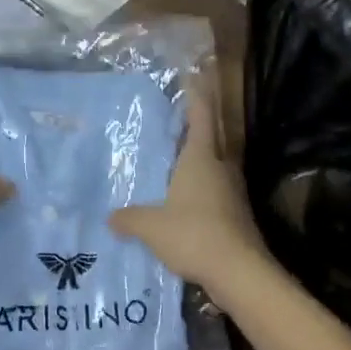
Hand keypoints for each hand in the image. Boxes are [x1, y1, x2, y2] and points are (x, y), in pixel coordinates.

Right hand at [109, 67, 272, 295]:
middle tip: (177, 126)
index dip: (196, 96)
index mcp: (201, 159)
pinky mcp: (239, 217)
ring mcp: (234, 194)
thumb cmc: (193, 234)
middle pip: (212, 141)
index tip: (194, 76)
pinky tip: (187, 209)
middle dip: (198, 131)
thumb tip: (110, 218)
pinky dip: (203, 195)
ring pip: (216, 170)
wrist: (240, 272)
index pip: (201, 118)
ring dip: (201, 166)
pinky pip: (217, 196)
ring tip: (177, 169)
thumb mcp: (151, 227)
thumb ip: (130, 219)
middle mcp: (221, 169)